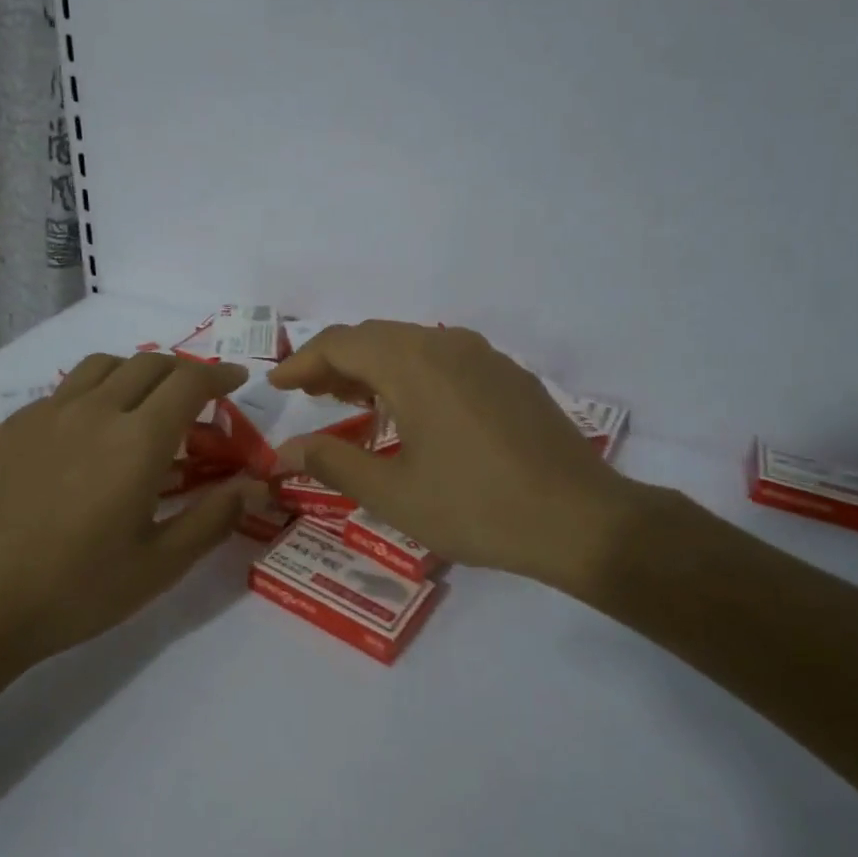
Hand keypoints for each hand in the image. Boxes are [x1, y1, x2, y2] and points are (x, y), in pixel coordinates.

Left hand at [0, 351, 258, 668]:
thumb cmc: (76, 590)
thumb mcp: (160, 565)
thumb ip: (214, 518)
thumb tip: (255, 485)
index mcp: (138, 441)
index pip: (189, 382)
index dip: (218, 376)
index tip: (234, 383)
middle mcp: (93, 411)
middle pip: (148, 364)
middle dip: (182, 371)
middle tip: (195, 398)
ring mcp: (44, 414)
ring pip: (101, 367)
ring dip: (134, 373)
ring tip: (142, 403)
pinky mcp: (7, 428)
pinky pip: (60, 394)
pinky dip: (89, 398)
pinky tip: (83, 438)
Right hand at [268, 321, 643, 596]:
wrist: (581, 520)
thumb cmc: (476, 507)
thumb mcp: (394, 494)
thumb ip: (334, 463)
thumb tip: (287, 449)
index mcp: (412, 364)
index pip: (340, 344)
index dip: (302, 362)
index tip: (276, 385)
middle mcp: (446, 345)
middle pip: (374, 337)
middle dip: (334, 362)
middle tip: (308, 395)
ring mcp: (484, 357)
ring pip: (410, 345)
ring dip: (372, 366)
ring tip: (349, 399)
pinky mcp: (508, 376)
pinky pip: (443, 359)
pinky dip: (409, 373)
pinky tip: (409, 409)